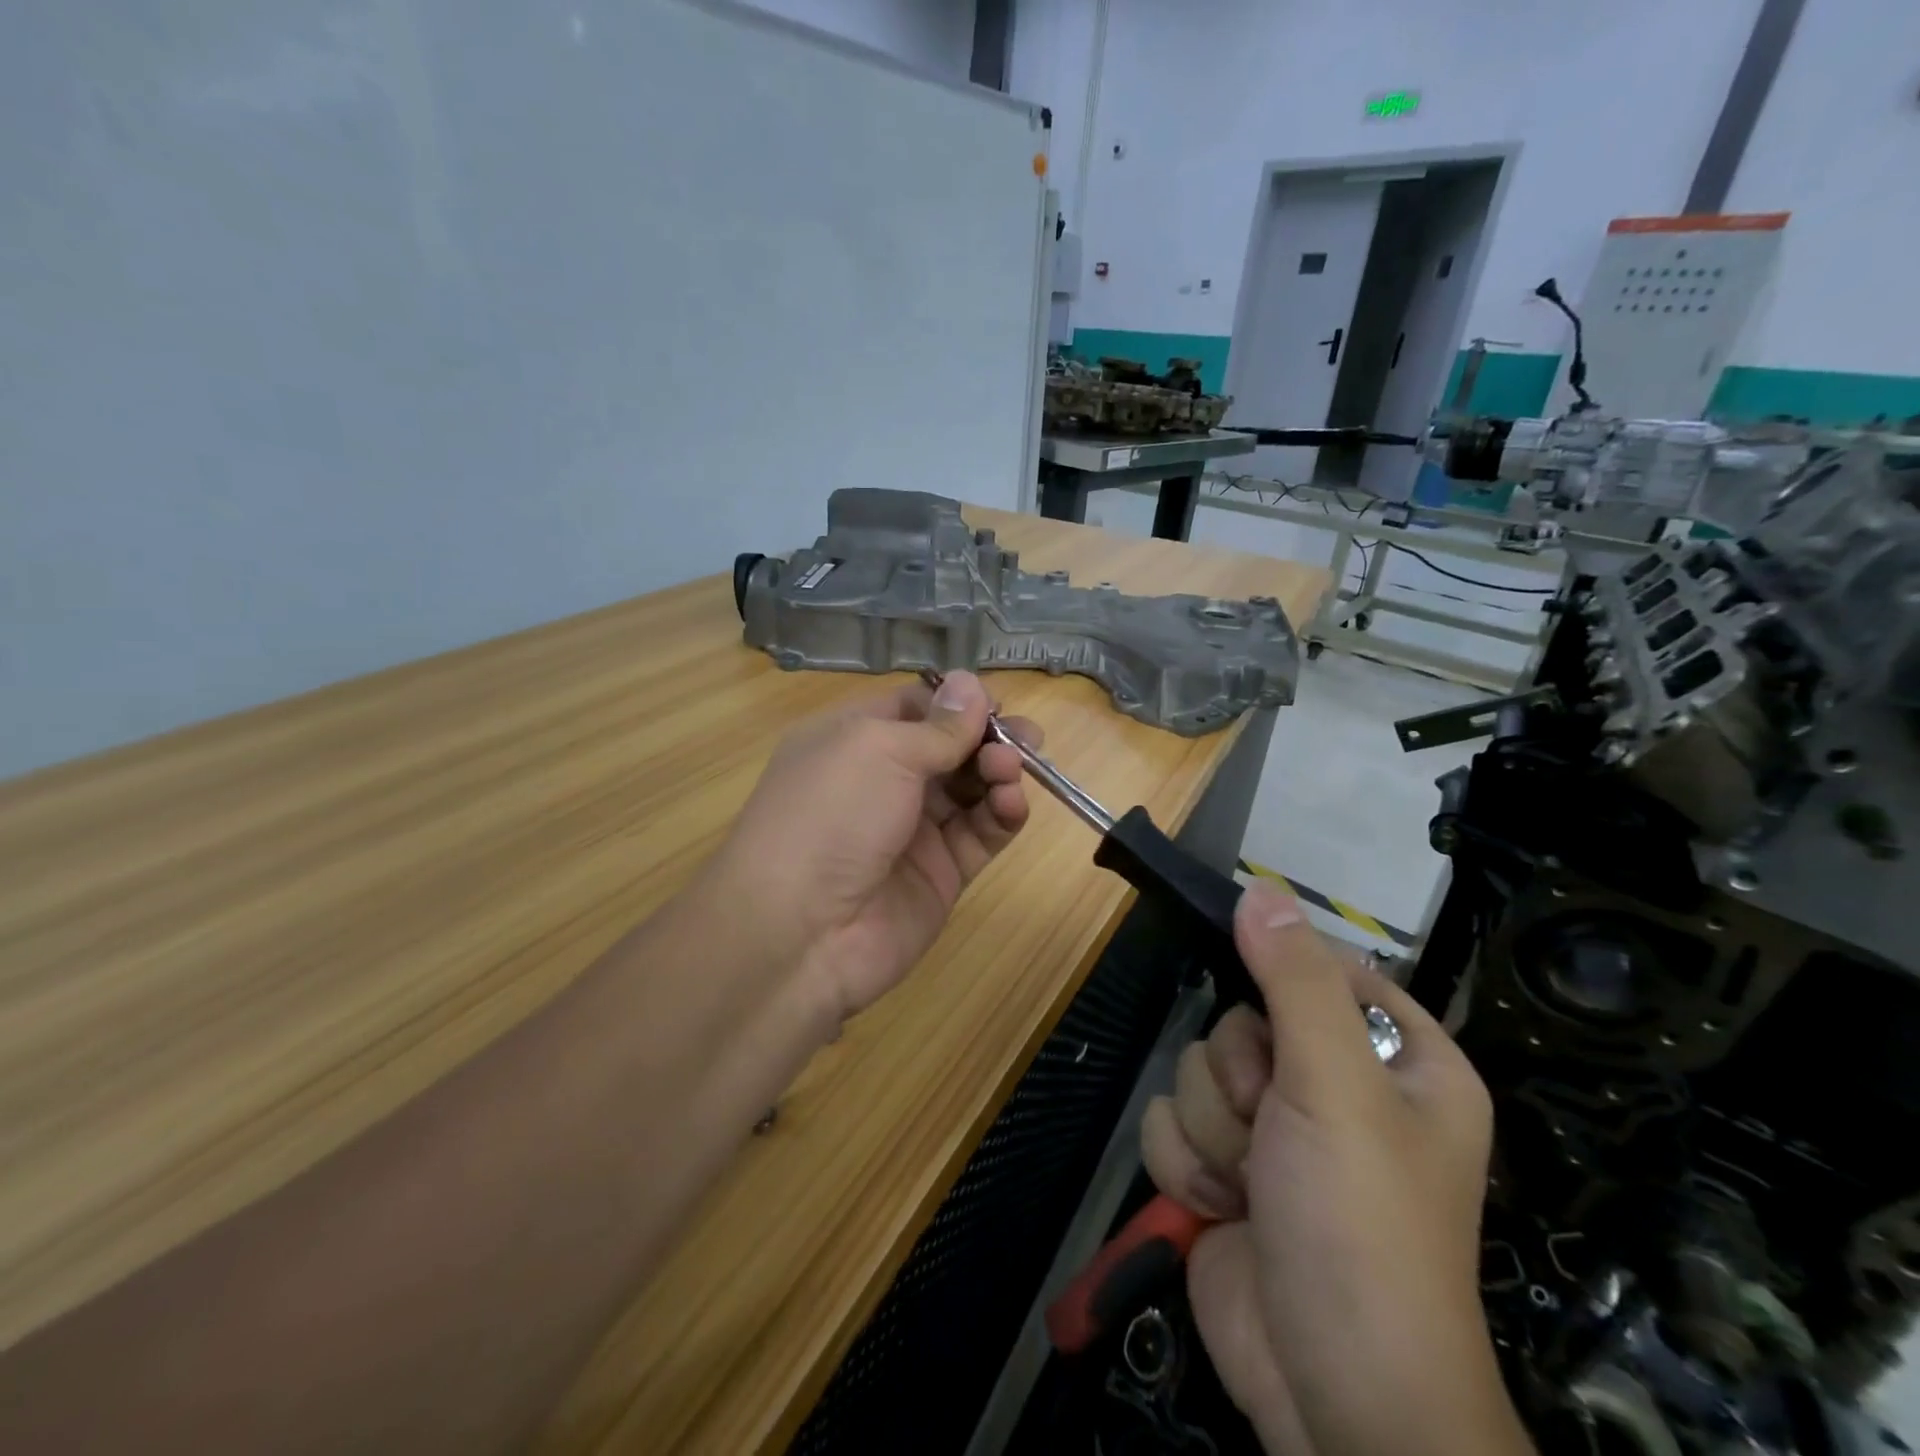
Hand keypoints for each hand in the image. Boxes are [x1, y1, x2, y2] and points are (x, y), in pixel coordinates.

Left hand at [705, 671, 1038, 1022]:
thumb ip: (937, 725)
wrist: (800, 932)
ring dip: (998, 772)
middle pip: (950, 748)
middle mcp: (883, 780)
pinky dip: (1003, 815)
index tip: (994, 703)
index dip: (956, 703)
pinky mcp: (941, 873)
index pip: (914, 708)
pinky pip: (981, 834)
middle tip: (1027, 737)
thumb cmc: (830, 815)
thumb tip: (971, 683)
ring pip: (971, 789)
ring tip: (1011, 769)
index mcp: (854, 740)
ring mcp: (913, 829)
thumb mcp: (880, 751)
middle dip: (989, 737)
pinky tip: (1012, 804)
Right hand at [1141, 883, 1530, 1455]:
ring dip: (1215, 1133)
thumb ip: (1293, 984)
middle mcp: (1333, 1086)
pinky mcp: (1223, 1170)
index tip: (1267, 1017)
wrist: (1330, 1395)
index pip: (1321, 971)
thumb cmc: (1361, 1228)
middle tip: (1276, 1131)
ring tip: (1255, 1187)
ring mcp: (1272, 1132)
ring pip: (1197, 1070)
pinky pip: (1172, 1123)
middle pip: (1240, 1022)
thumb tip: (1259, 890)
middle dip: (1242, 1081)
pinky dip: (1190, 1167)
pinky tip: (1224, 1210)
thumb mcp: (1336, 1090)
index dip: (1282, 984)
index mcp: (1396, 1060)